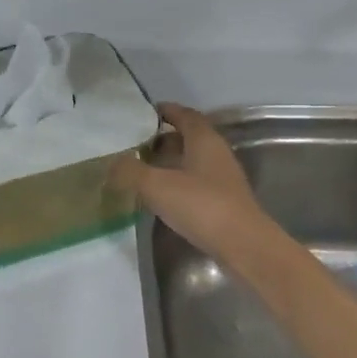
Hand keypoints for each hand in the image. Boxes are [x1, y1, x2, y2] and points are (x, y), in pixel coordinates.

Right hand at [110, 103, 269, 258]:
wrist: (243, 246)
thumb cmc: (201, 205)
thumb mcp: (156, 185)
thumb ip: (130, 171)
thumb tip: (113, 163)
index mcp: (204, 140)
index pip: (185, 115)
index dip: (166, 111)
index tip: (146, 113)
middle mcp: (217, 154)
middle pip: (190, 137)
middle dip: (165, 138)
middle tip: (138, 144)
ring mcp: (223, 179)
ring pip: (193, 161)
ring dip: (171, 162)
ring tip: (145, 169)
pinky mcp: (224, 202)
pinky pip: (197, 183)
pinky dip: (178, 182)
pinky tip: (163, 196)